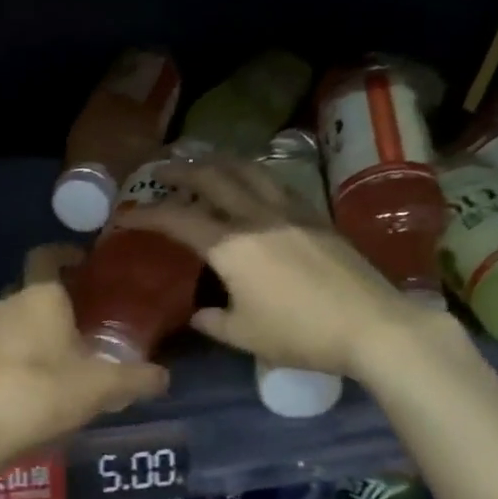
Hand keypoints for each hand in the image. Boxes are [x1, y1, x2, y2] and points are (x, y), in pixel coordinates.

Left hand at [0, 245, 169, 464]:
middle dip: (54, 299)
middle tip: (82, 320)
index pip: (47, 255)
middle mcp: (7, 303)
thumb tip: (164, 377)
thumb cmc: (44, 394)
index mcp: (40, 296)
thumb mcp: (103, 388)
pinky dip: (13, 353)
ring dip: (32, 328)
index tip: (84, 265)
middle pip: (31, 288)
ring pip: (12, 318)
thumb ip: (137, 379)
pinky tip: (29, 381)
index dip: (65, 254)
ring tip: (57, 355)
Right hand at [126, 156, 447, 381]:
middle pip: (213, 178)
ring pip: (249, 171)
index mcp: (231, 246)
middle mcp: (257, 217)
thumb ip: (213, 322)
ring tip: (205, 164)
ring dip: (220, 163)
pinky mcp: (317, 217)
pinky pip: (276, 184)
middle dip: (181, 171)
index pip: (178, 219)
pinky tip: (253, 184)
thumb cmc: (300, 334)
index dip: (146, 214)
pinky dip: (253, 176)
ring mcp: (291, 212)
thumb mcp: (244, 336)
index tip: (125, 215)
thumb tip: (198, 313)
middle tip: (161, 171)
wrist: (372, 325)